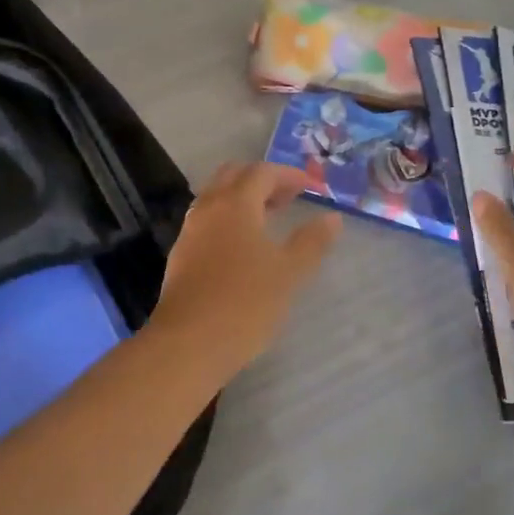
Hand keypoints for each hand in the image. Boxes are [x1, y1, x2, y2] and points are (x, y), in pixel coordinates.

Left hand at [154, 162, 341, 375]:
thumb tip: (332, 218)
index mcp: (235, 203)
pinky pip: (206, 220)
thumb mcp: (288, 272)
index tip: (310, 187)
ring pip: (216, 197)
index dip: (288, 175)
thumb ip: (311, 242)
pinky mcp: (181, 254)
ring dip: (242, 198)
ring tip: (268, 220)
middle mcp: (209, 208)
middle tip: (287, 198)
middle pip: (233, 175)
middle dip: (262, 180)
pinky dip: (227, 218)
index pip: (262, 172)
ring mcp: (190, 230)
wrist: (188, 342)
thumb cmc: (245, 302)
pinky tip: (242, 246)